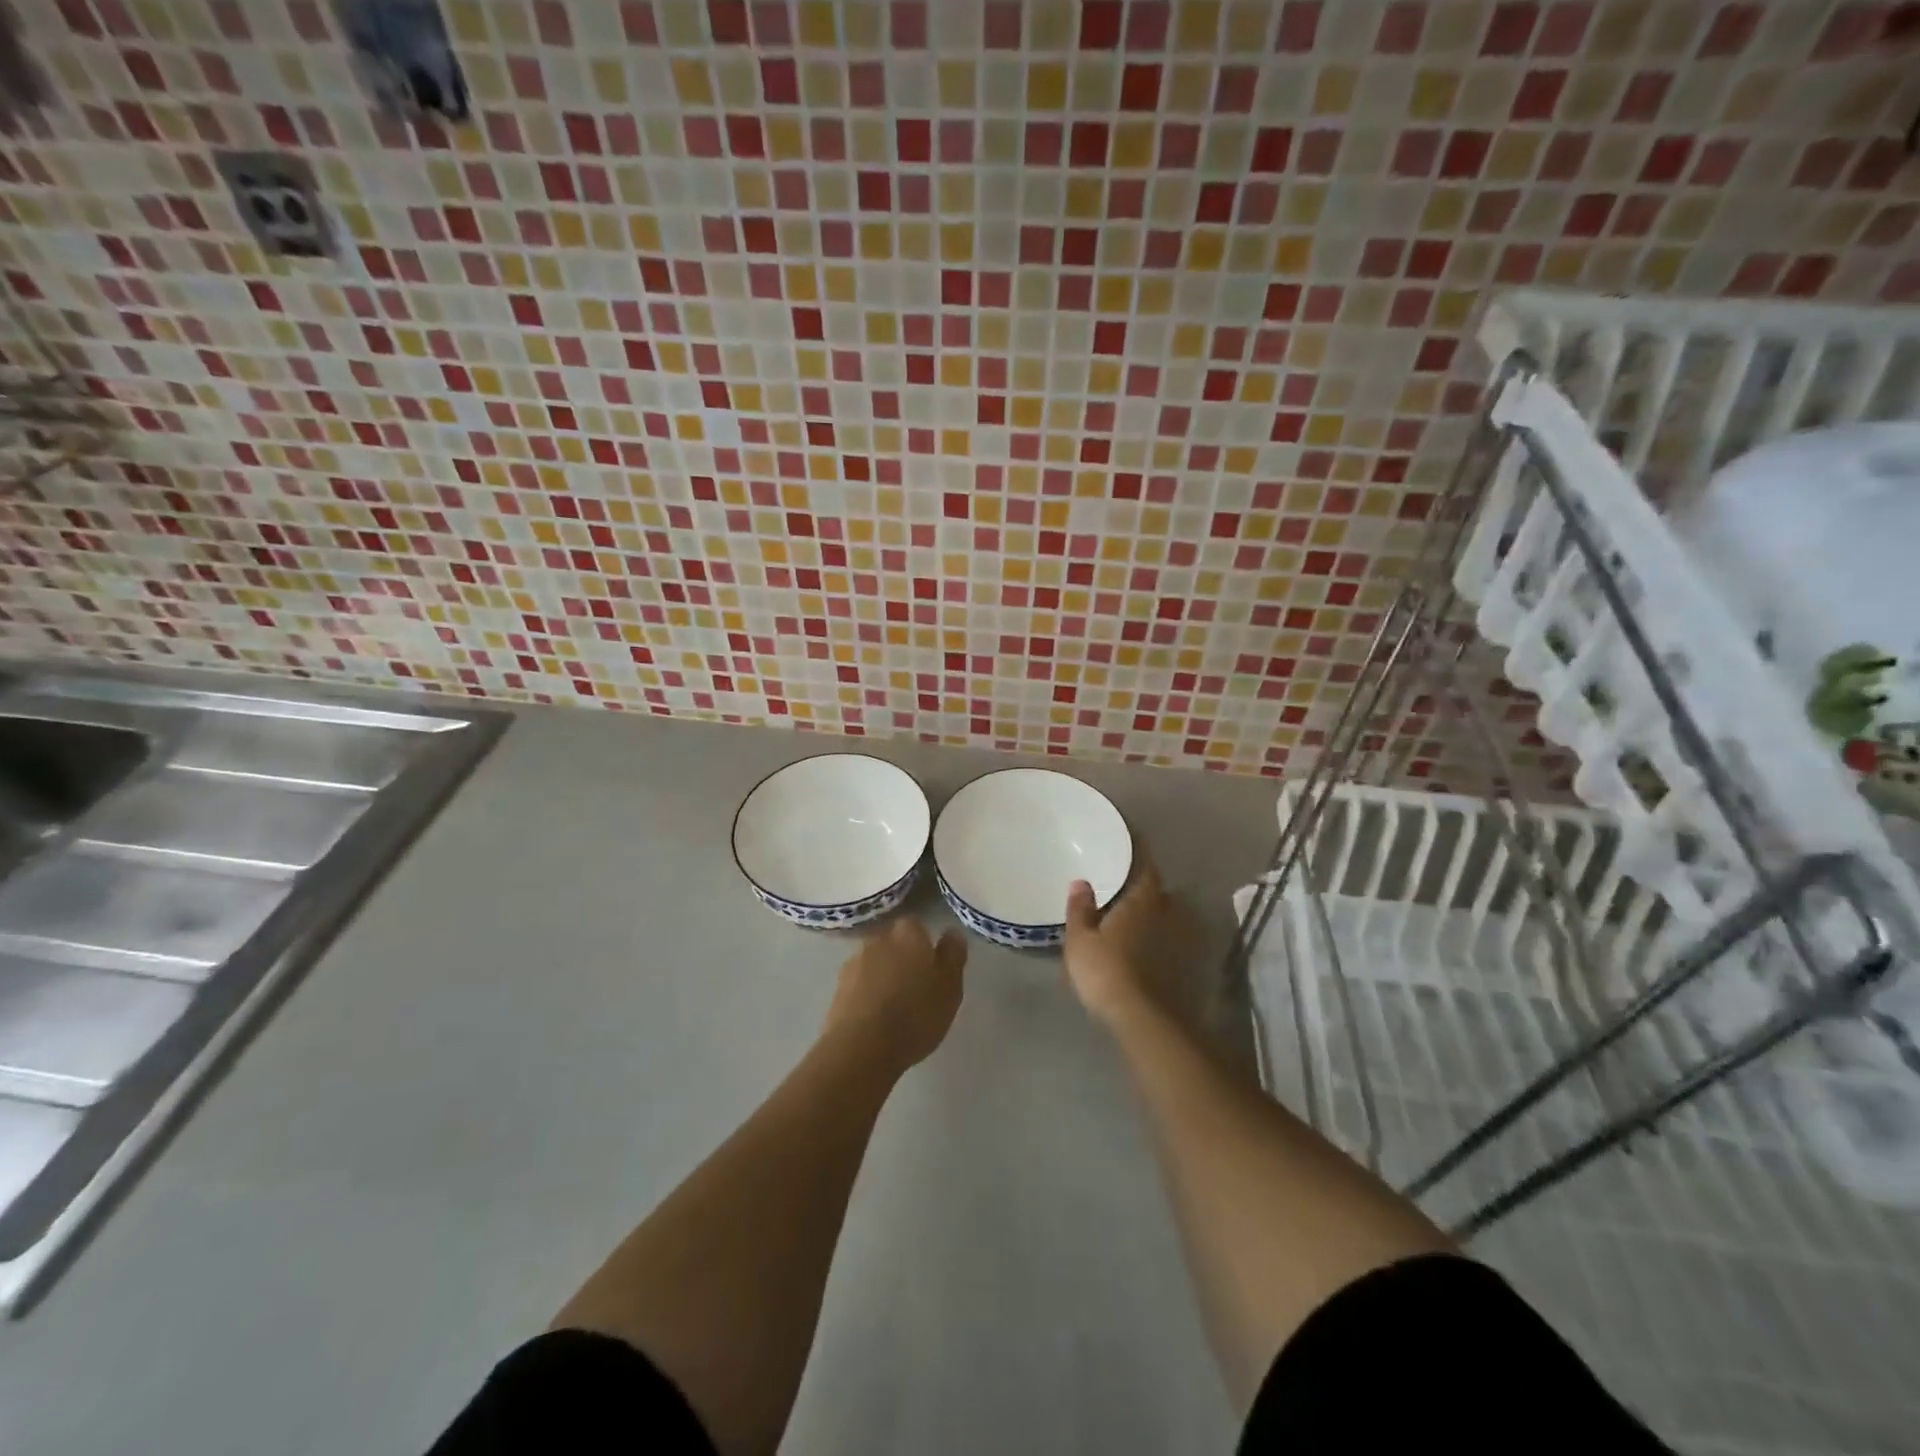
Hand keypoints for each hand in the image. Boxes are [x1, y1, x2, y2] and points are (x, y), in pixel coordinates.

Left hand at [823, 917, 965, 1073]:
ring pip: (874, 963)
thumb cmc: (916, 1014)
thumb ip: (953, 956)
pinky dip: (867, 994)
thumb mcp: (950, 987)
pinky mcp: (837, 988)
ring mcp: (854, 963)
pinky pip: (858, 984)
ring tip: (894, 1006)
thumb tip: (951, 932)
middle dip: (902, 958)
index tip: (931, 965)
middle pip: (893, 943)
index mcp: (908, 934)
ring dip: (883, 976)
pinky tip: (875, 1018)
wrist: (861, 1047)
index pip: (916, 925)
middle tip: (916, 986)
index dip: (924, 943)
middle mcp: (878, 940)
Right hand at [1063, 858, 1181, 1026]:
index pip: (1146, 868)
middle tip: (1124, 892)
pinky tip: (1144, 951)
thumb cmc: (1105, 969)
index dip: (1139, 858)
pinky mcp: (1185, 967)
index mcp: (1142, 900)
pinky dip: (1159, 943)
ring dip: (1154, 918)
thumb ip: (1080, 909)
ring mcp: (1180, 941)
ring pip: (1167, 919)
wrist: (1142, 1018)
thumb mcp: (1080, 939)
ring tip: (1132, 922)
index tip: (1130, 852)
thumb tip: (1081, 882)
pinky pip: (1170, 943)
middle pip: (1158, 894)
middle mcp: (1167, 913)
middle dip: (1145, 892)